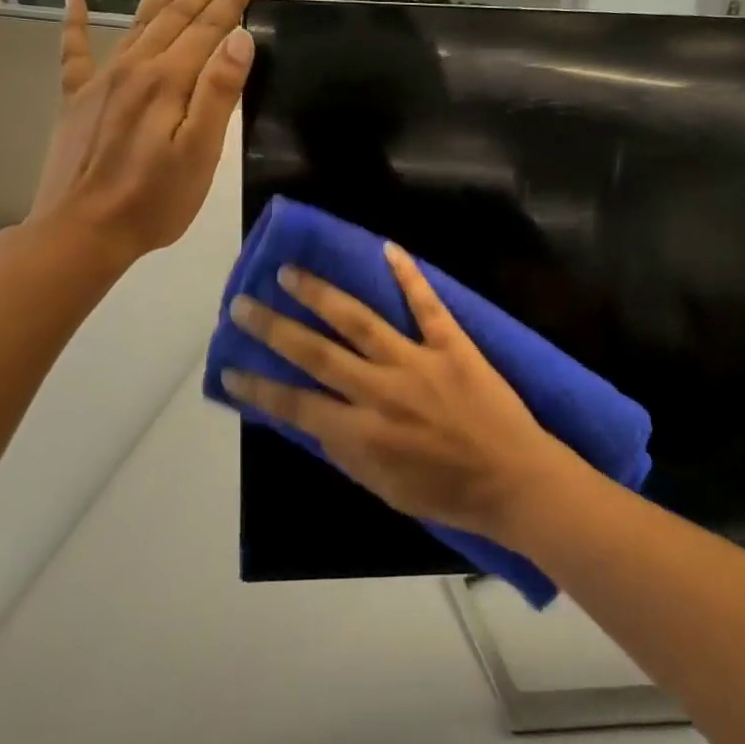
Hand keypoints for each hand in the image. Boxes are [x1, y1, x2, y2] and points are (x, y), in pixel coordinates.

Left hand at [27, 0, 257, 266]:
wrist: (82, 231)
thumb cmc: (154, 200)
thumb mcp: (200, 152)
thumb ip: (218, 93)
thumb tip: (239, 38)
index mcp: (168, 81)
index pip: (207, 31)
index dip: (230, 5)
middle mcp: (134, 69)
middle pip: (175, 18)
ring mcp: (101, 81)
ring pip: (137, 23)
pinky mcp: (77, 99)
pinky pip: (75, 52)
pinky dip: (76, 23)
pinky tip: (75, 0)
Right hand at [221, 246, 573, 541]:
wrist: (515, 481)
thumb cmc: (449, 495)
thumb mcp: (385, 489)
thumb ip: (346, 452)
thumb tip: (314, 420)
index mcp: (361, 434)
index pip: (295, 405)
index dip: (258, 387)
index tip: (229, 367)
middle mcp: (381, 391)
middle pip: (316, 352)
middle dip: (274, 328)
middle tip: (242, 304)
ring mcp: (417, 361)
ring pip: (359, 320)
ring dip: (321, 293)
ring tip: (291, 272)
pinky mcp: (453, 344)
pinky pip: (426, 304)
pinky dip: (407, 275)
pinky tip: (386, 248)